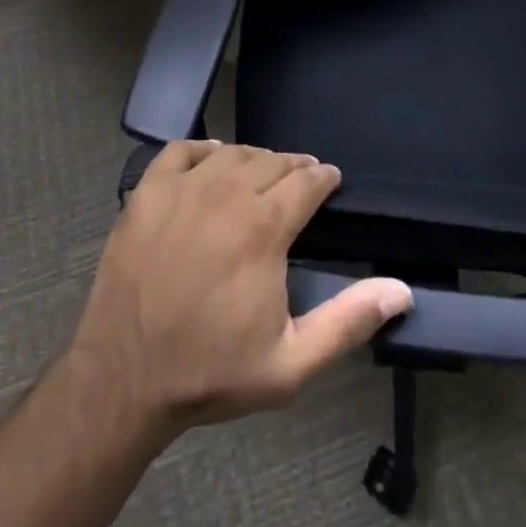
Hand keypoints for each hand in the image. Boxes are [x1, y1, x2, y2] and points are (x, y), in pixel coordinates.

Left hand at [71, 141, 412, 432]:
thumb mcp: (290, 364)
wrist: (125, 378)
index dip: (323, 178)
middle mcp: (227, 193)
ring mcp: (184, 187)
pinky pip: (182, 150)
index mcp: (264, 228)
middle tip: (301, 179)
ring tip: (263, 172)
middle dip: (294, 167)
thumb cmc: (211, 371)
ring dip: (255, 158)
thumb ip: (348, 322)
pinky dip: (204, 149)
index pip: (306, 182)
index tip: (330, 179)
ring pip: (233, 152)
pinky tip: (213, 159)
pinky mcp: (148, 190)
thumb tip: (400, 289)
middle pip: (272, 161)